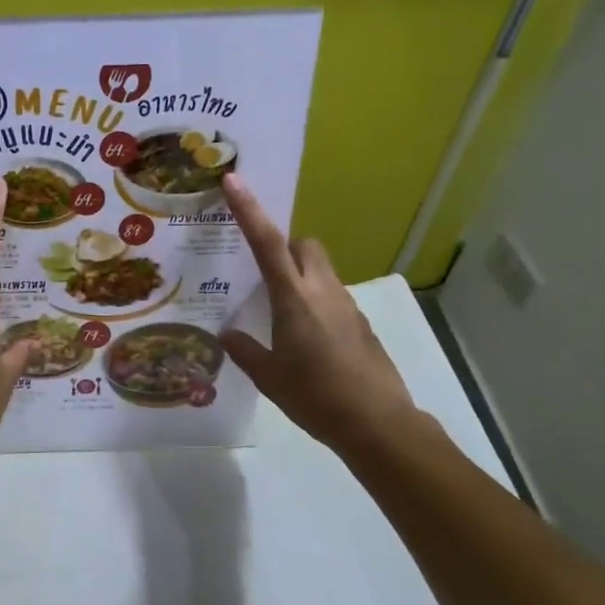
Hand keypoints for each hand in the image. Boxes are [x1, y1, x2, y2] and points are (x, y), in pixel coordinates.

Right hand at [219, 175, 424, 456]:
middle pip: (305, 245)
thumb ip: (245, 350)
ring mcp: (347, 305)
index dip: (249, 209)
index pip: (267, 242)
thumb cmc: (315, 397)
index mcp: (294, 299)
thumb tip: (227, 334)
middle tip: (262, 271)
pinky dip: (316, 301)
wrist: (377, 424)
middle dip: (284, 244)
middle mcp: (323, 291)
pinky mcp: (361, 323)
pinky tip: (307, 338)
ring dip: (300, 274)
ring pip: (321, 270)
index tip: (234, 180)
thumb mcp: (269, 377)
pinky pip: (333, 296)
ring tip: (279, 311)